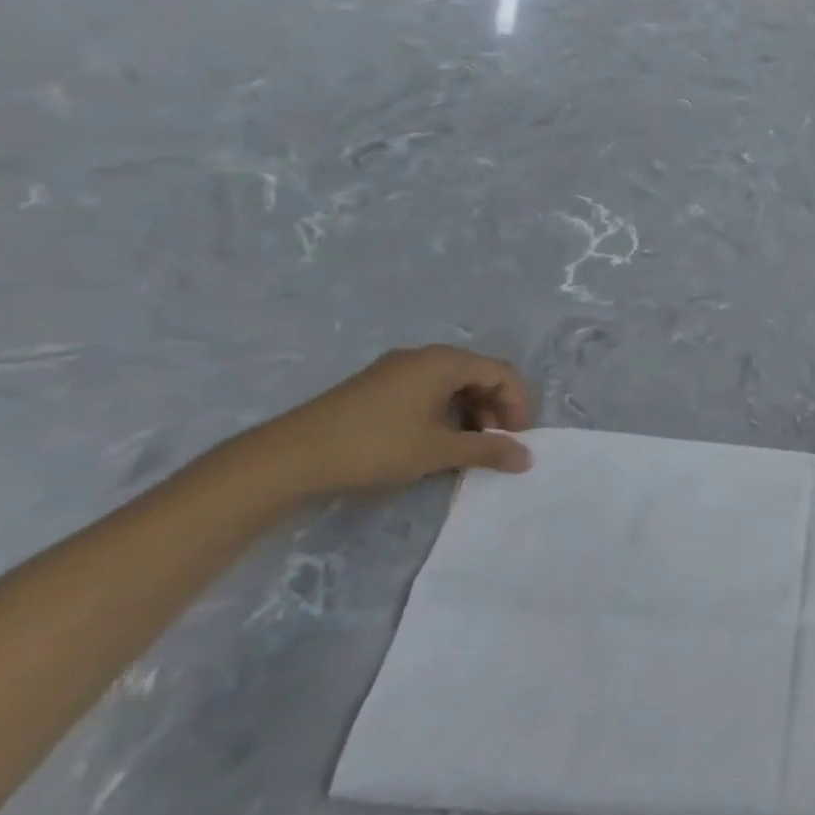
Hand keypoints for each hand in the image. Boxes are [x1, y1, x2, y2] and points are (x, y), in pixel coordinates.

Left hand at [244, 346, 534, 498]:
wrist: (287, 458)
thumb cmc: (375, 447)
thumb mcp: (438, 451)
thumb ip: (489, 450)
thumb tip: (528, 457)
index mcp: (443, 362)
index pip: (501, 372)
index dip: (518, 404)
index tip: (516, 438)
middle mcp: (423, 356)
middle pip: (478, 374)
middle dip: (494, 408)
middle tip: (494, 444)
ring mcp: (395, 369)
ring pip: (451, 384)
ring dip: (469, 413)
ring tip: (464, 448)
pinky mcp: (375, 386)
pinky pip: (426, 390)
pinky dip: (444, 412)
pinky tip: (433, 442)